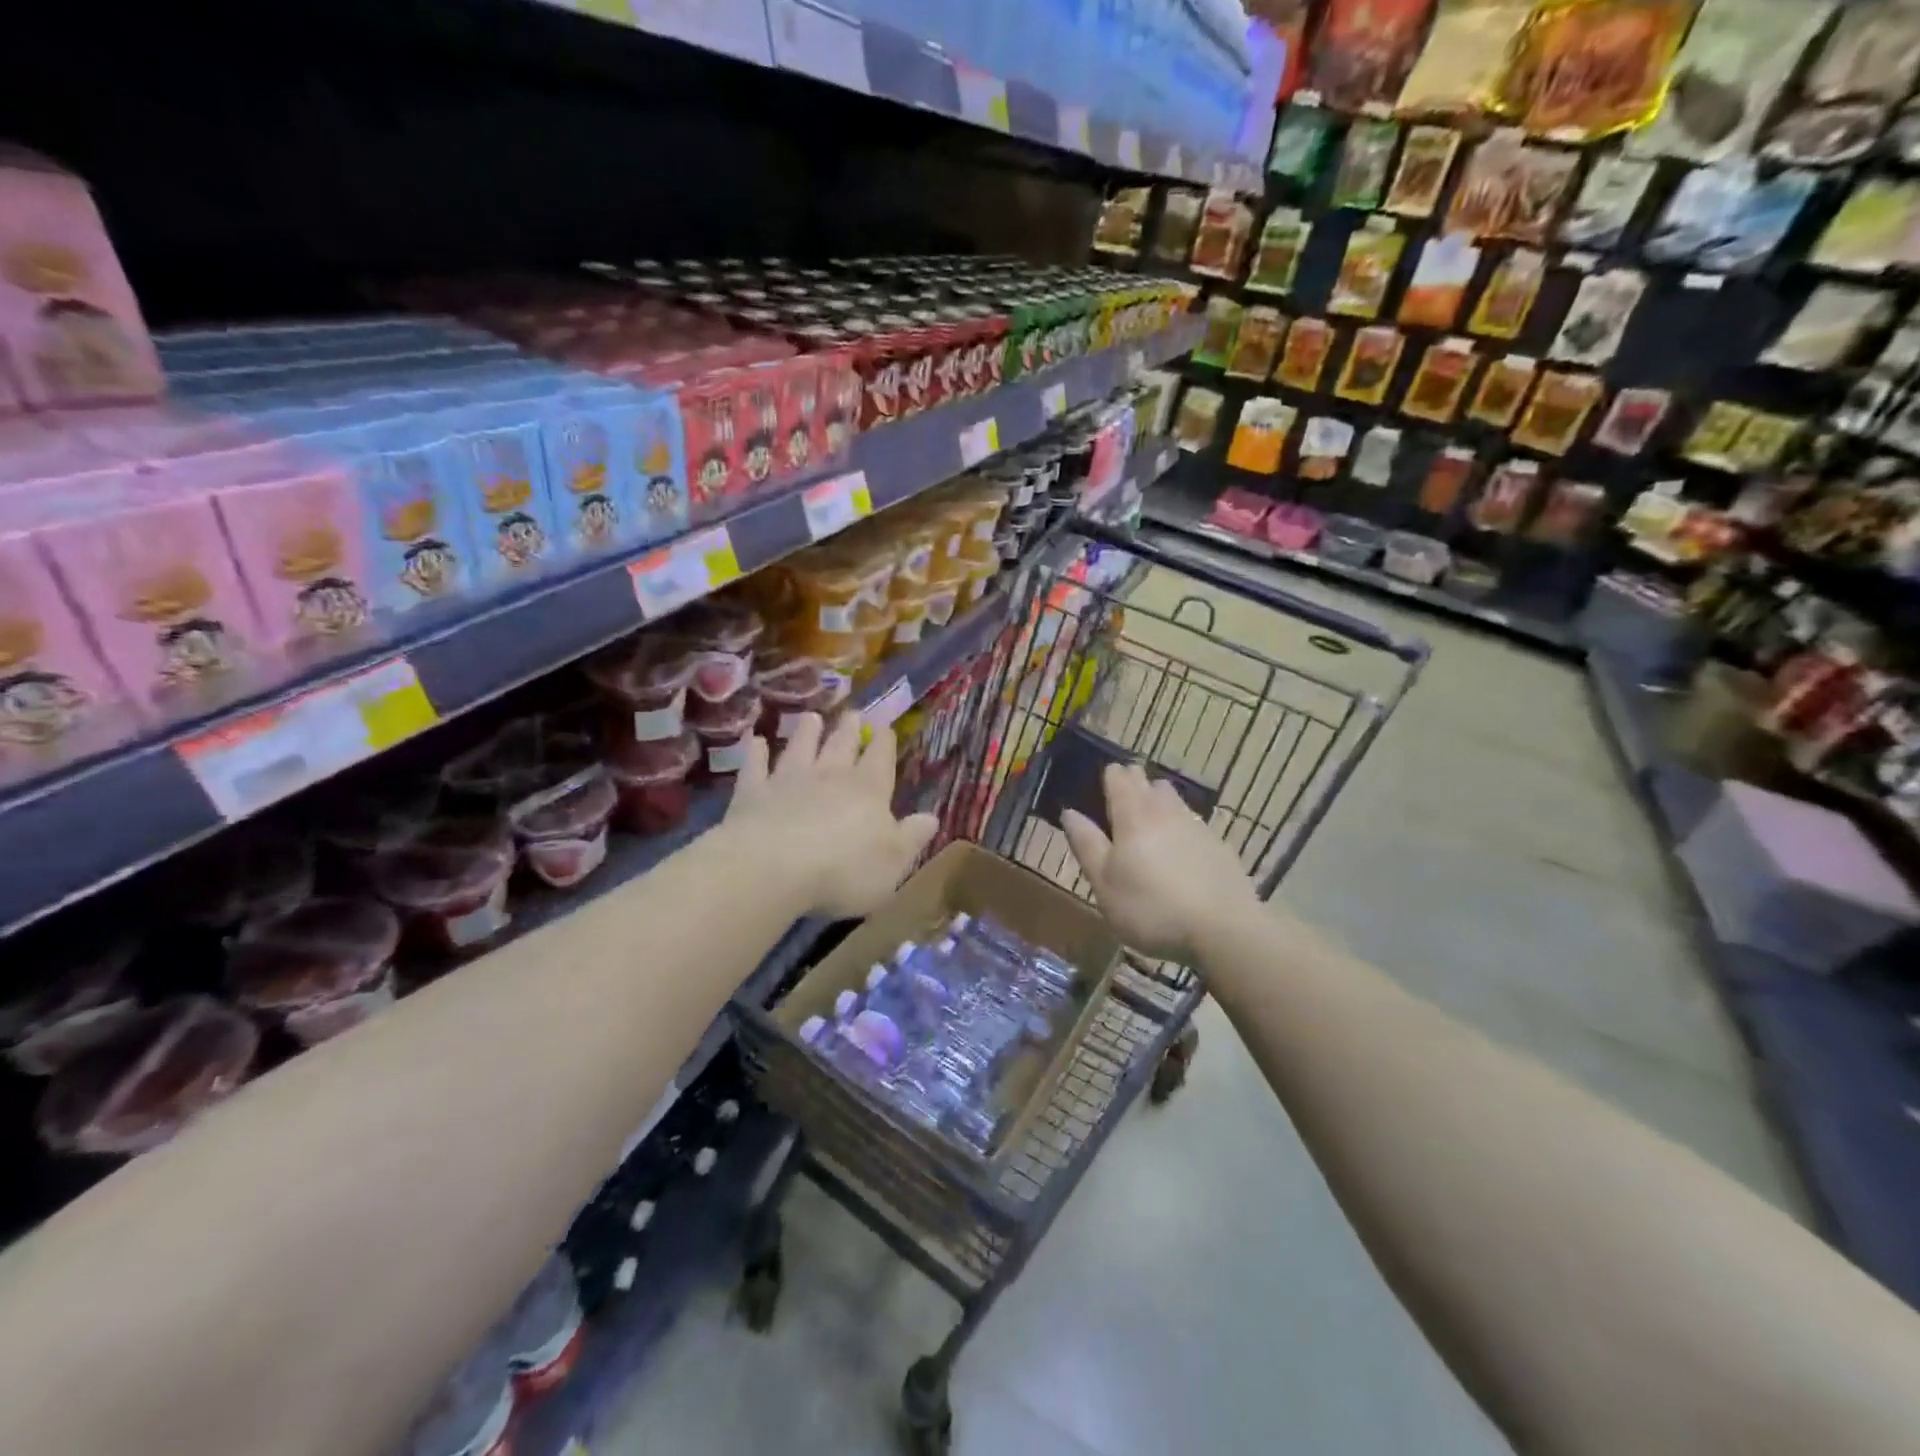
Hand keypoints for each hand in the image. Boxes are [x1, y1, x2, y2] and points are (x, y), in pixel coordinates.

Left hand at [724, 711, 937, 919]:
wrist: (774, 868)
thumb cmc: (844, 870)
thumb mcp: (893, 861)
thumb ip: (912, 837)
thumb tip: (931, 818)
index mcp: (869, 790)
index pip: (880, 760)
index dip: (884, 744)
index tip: (886, 728)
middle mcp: (830, 776)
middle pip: (841, 746)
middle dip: (849, 730)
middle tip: (853, 713)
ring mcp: (788, 780)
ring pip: (800, 748)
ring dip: (806, 733)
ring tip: (811, 717)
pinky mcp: (752, 793)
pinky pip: (755, 766)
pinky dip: (755, 752)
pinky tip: (755, 740)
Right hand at [1062, 763, 1256, 961]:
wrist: (1223, 931)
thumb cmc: (1151, 909)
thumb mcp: (1104, 884)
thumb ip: (1086, 844)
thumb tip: (1069, 812)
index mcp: (1133, 816)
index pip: (1119, 777)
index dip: (1109, 776)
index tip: (1101, 785)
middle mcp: (1165, 811)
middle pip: (1148, 782)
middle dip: (1133, 783)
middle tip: (1120, 802)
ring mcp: (1196, 825)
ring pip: (1173, 799)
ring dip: (1158, 802)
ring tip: (1149, 824)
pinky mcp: (1219, 845)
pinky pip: (1193, 822)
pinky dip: (1180, 827)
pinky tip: (1179, 852)